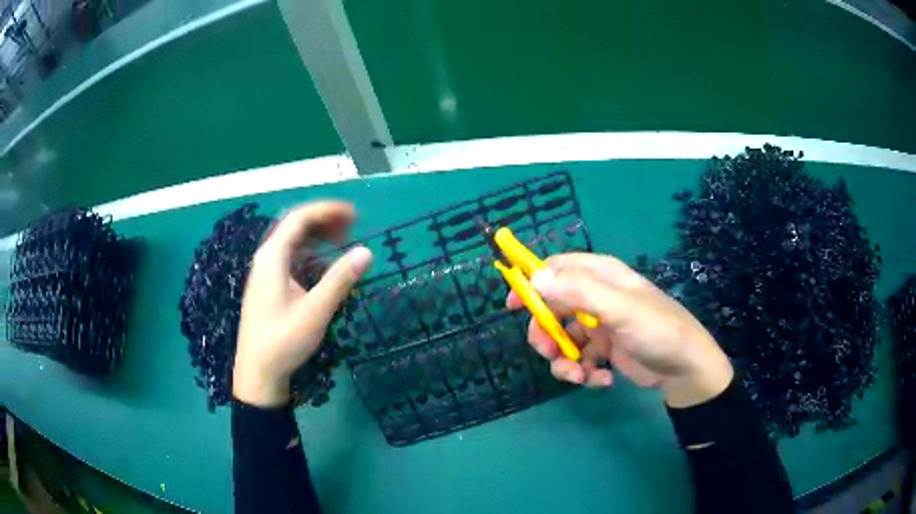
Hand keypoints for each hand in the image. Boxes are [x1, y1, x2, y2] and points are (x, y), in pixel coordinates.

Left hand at [233, 201, 372, 406]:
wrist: (257, 373)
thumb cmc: (283, 341)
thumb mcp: (314, 311)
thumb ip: (339, 280)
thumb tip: (366, 252)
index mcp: (273, 257)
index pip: (299, 218)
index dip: (327, 211)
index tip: (355, 214)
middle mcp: (266, 258)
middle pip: (295, 226)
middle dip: (324, 220)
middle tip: (353, 225)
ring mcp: (266, 272)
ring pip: (292, 242)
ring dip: (318, 236)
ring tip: (343, 239)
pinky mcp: (269, 286)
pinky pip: (291, 258)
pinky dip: (310, 252)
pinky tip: (324, 263)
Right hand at [509, 253, 732, 407]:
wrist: (685, 369)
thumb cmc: (657, 330)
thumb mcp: (620, 309)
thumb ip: (578, 292)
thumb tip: (534, 278)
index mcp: (601, 276)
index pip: (557, 268)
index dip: (533, 283)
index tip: (513, 306)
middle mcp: (598, 298)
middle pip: (553, 309)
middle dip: (547, 334)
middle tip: (549, 353)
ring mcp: (600, 326)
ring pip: (563, 340)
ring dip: (565, 362)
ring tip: (579, 377)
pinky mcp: (605, 351)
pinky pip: (580, 359)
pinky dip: (585, 373)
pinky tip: (602, 380)